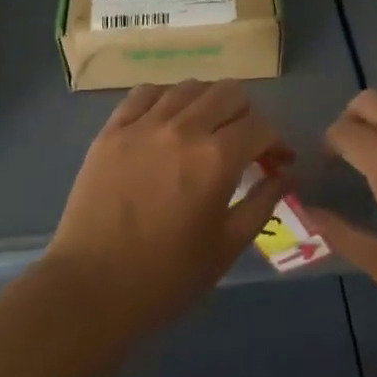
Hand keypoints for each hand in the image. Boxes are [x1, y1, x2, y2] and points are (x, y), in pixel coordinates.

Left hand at [45, 80, 291, 334]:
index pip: (260, 125)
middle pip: (229, 93)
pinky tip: (168, 121)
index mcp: (215, 159)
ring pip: (189, 87)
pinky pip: (146, 93)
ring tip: (207, 130)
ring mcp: (142, 125)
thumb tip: (286, 175)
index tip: (276, 162)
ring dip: (209, 103)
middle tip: (244, 144)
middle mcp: (182, 129)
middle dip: (247, 115)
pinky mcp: (111, 130)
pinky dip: (167, 98)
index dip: (276, 142)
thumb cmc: (166, 277)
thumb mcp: (226, 247)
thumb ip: (262, 203)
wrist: (90, 289)